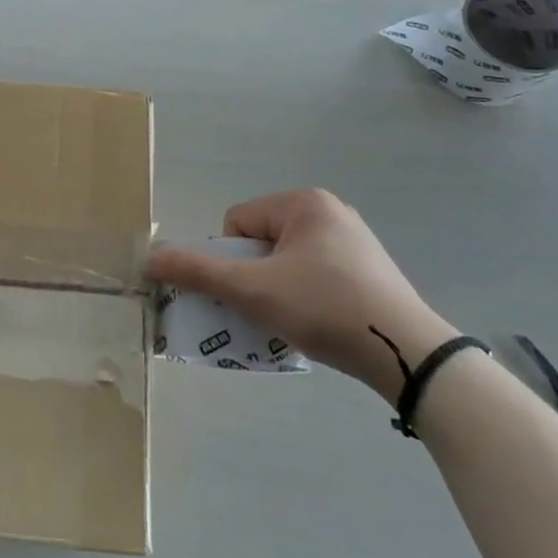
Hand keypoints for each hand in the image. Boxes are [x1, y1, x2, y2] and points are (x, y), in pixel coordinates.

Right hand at [146, 189, 457, 402]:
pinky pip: (314, 277)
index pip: (237, 224)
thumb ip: (197, 271)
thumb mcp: (251, 290)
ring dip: (276, 290)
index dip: (232, 261)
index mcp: (303, 202)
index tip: (252, 291)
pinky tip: (316, 325)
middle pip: (260, 243)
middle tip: (266, 309)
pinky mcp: (370, 271)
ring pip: (286, 263)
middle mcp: (330, 212)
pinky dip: (304, 298)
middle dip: (253, 278)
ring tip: (291, 321)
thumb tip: (149, 258)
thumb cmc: (323, 307)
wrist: (407, 354)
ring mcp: (354, 242)